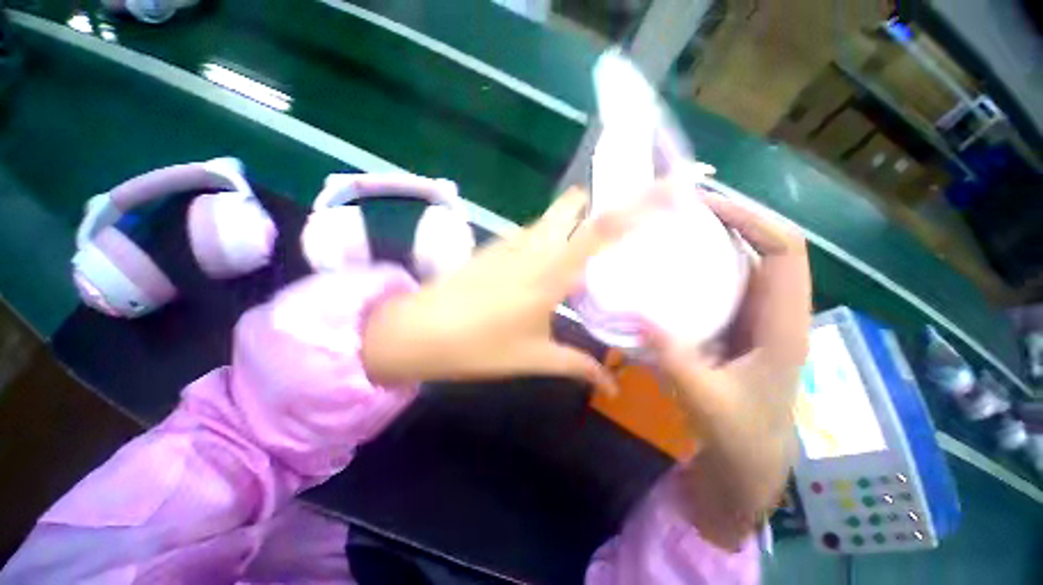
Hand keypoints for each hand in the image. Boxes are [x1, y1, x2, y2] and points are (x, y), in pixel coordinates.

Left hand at [362, 187, 667, 392]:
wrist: (419, 332)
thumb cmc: (479, 346)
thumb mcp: (534, 357)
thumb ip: (577, 367)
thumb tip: (612, 385)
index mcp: (551, 272)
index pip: (602, 229)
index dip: (638, 204)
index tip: (668, 185)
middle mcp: (534, 247)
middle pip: (573, 205)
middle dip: (596, 207)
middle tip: (617, 230)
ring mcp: (510, 243)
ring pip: (550, 219)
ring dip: (570, 225)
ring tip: (587, 250)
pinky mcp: (494, 248)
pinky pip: (530, 233)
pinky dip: (547, 239)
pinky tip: (549, 264)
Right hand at [645, 189, 811, 548]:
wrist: (748, 461)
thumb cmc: (739, 436)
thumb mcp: (707, 403)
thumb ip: (674, 361)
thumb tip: (638, 316)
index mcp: (783, 326)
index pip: (786, 251)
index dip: (752, 219)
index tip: (706, 207)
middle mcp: (774, 311)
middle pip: (763, 246)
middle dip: (727, 219)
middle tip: (677, 210)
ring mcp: (753, 317)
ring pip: (740, 262)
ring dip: (710, 240)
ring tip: (669, 230)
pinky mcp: (733, 325)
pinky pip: (720, 283)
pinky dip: (697, 267)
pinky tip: (665, 270)